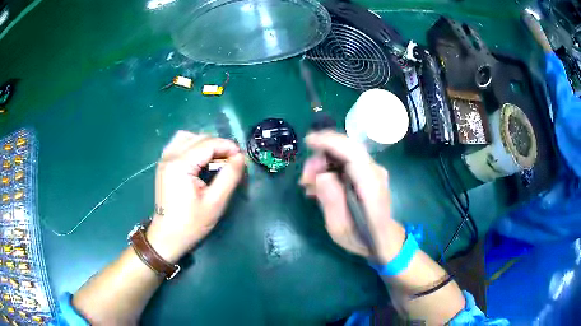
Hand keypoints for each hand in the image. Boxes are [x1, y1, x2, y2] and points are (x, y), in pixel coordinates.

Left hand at [146, 131, 244, 262]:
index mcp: (181, 164)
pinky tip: (199, 159)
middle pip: (199, 138)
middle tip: (232, 161)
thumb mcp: (215, 202)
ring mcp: (164, 159)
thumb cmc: (191, 223)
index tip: (241, 158)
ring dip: (205, 143)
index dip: (228, 146)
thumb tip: (240, 157)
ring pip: (188, 137)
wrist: (167, 237)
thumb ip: (229, 176)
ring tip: (216, 158)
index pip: (209, 143)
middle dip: (219, 145)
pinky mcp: (163, 164)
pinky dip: (192, 146)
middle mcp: (170, 156)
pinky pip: (179, 144)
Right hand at [300, 131, 405, 263]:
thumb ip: (332, 202)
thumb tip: (322, 175)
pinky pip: (347, 162)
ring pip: (346, 153)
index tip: (308, 142)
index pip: (353, 153)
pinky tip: (318, 184)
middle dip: (322, 155)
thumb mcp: (341, 229)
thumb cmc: (362, 238)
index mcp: (371, 187)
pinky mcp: (368, 173)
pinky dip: (330, 167)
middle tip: (305, 178)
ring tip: (308, 184)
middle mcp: (375, 173)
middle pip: (348, 149)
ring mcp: (374, 171)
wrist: (383, 239)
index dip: (330, 142)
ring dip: (323, 162)